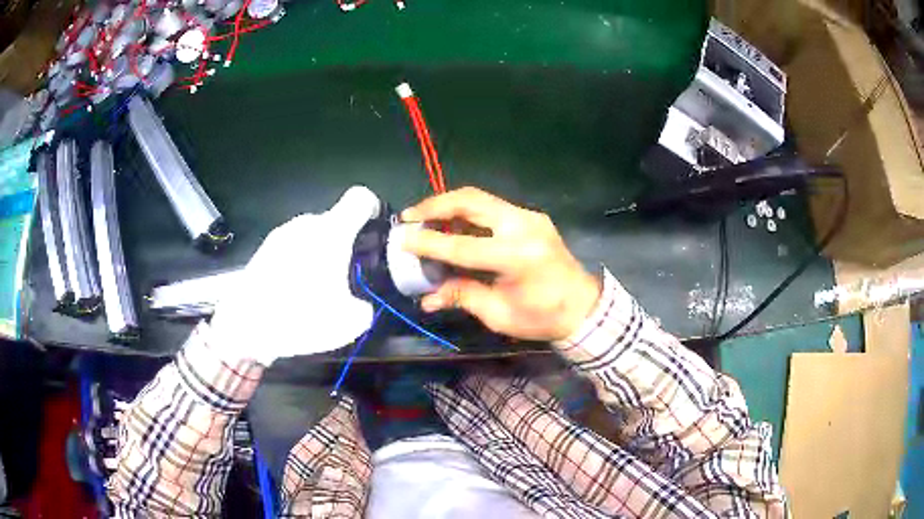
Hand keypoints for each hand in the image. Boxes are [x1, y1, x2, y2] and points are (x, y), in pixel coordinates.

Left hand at [210, 186, 380, 365]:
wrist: (245, 324)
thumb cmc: (300, 315)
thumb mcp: (348, 323)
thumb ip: (364, 308)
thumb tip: (360, 306)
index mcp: (332, 231)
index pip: (360, 198)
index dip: (372, 208)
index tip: (374, 229)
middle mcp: (306, 224)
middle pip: (334, 221)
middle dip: (344, 243)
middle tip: (345, 276)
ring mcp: (281, 235)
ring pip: (311, 236)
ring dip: (319, 254)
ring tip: (315, 290)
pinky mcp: (263, 249)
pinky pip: (291, 248)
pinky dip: (298, 263)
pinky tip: (292, 293)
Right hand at [401, 187, 599, 341]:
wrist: (583, 306)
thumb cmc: (542, 317)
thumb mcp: (499, 314)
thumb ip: (462, 296)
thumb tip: (426, 298)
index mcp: (517, 256)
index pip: (462, 246)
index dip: (428, 243)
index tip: (401, 239)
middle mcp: (523, 226)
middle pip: (471, 202)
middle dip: (435, 206)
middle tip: (409, 217)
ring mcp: (529, 216)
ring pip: (480, 198)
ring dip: (448, 205)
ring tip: (423, 217)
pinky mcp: (530, 216)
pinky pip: (491, 207)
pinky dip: (466, 212)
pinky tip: (451, 224)